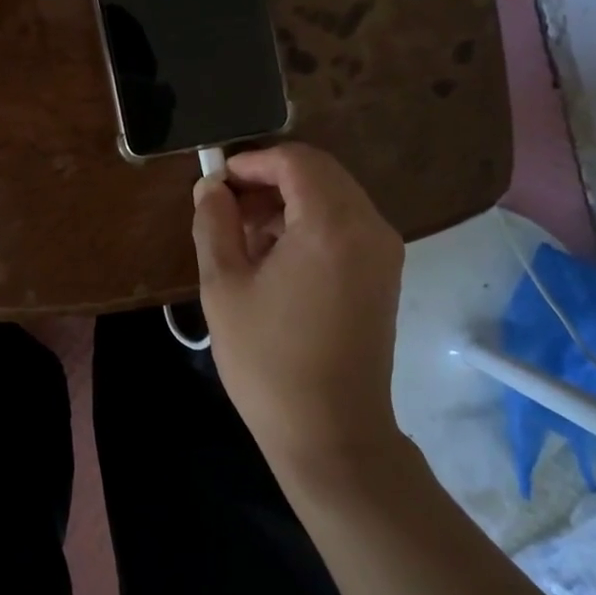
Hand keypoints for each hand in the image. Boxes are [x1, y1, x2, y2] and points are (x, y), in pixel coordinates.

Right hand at [192, 144, 403, 468]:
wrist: (331, 434)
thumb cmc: (268, 360)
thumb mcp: (224, 286)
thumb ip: (214, 223)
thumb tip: (211, 186)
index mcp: (332, 225)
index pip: (295, 160)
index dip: (251, 161)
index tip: (216, 182)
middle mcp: (369, 227)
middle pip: (318, 173)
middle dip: (268, 179)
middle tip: (226, 207)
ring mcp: (383, 252)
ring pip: (333, 197)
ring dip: (288, 201)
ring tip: (243, 235)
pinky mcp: (384, 275)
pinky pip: (345, 225)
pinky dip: (309, 224)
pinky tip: (274, 256)